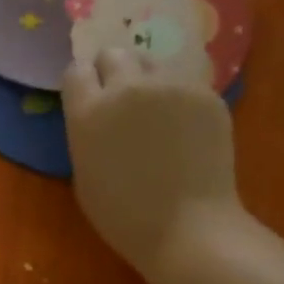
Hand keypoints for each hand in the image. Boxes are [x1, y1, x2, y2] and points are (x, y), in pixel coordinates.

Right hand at [62, 48, 243, 278]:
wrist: (188, 229)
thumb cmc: (125, 218)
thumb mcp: (85, 179)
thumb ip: (87, 136)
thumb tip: (98, 118)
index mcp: (89, 114)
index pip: (76, 71)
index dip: (83, 84)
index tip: (89, 100)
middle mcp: (127, 88)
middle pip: (114, 55)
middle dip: (113, 73)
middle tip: (123, 104)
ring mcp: (171, 86)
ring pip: (153, 66)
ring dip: (149, 85)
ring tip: (159, 121)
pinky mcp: (206, 94)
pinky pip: (185, 86)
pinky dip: (181, 103)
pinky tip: (187, 135)